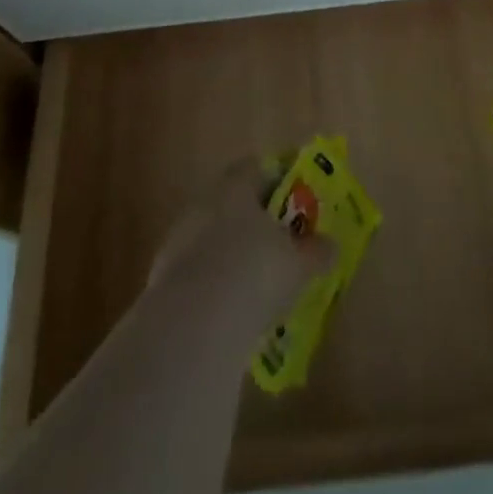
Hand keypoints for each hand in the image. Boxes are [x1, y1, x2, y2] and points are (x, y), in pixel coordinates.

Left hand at [148, 161, 333, 327]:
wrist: (193, 325)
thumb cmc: (255, 274)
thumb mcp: (298, 263)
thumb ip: (316, 251)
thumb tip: (330, 245)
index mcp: (235, 186)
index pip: (257, 168)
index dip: (278, 180)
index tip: (295, 199)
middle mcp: (204, 203)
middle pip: (232, 203)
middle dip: (254, 221)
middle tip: (279, 242)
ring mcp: (178, 240)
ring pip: (212, 238)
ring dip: (231, 254)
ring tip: (256, 283)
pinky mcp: (162, 280)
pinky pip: (197, 274)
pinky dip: (213, 286)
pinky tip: (230, 310)